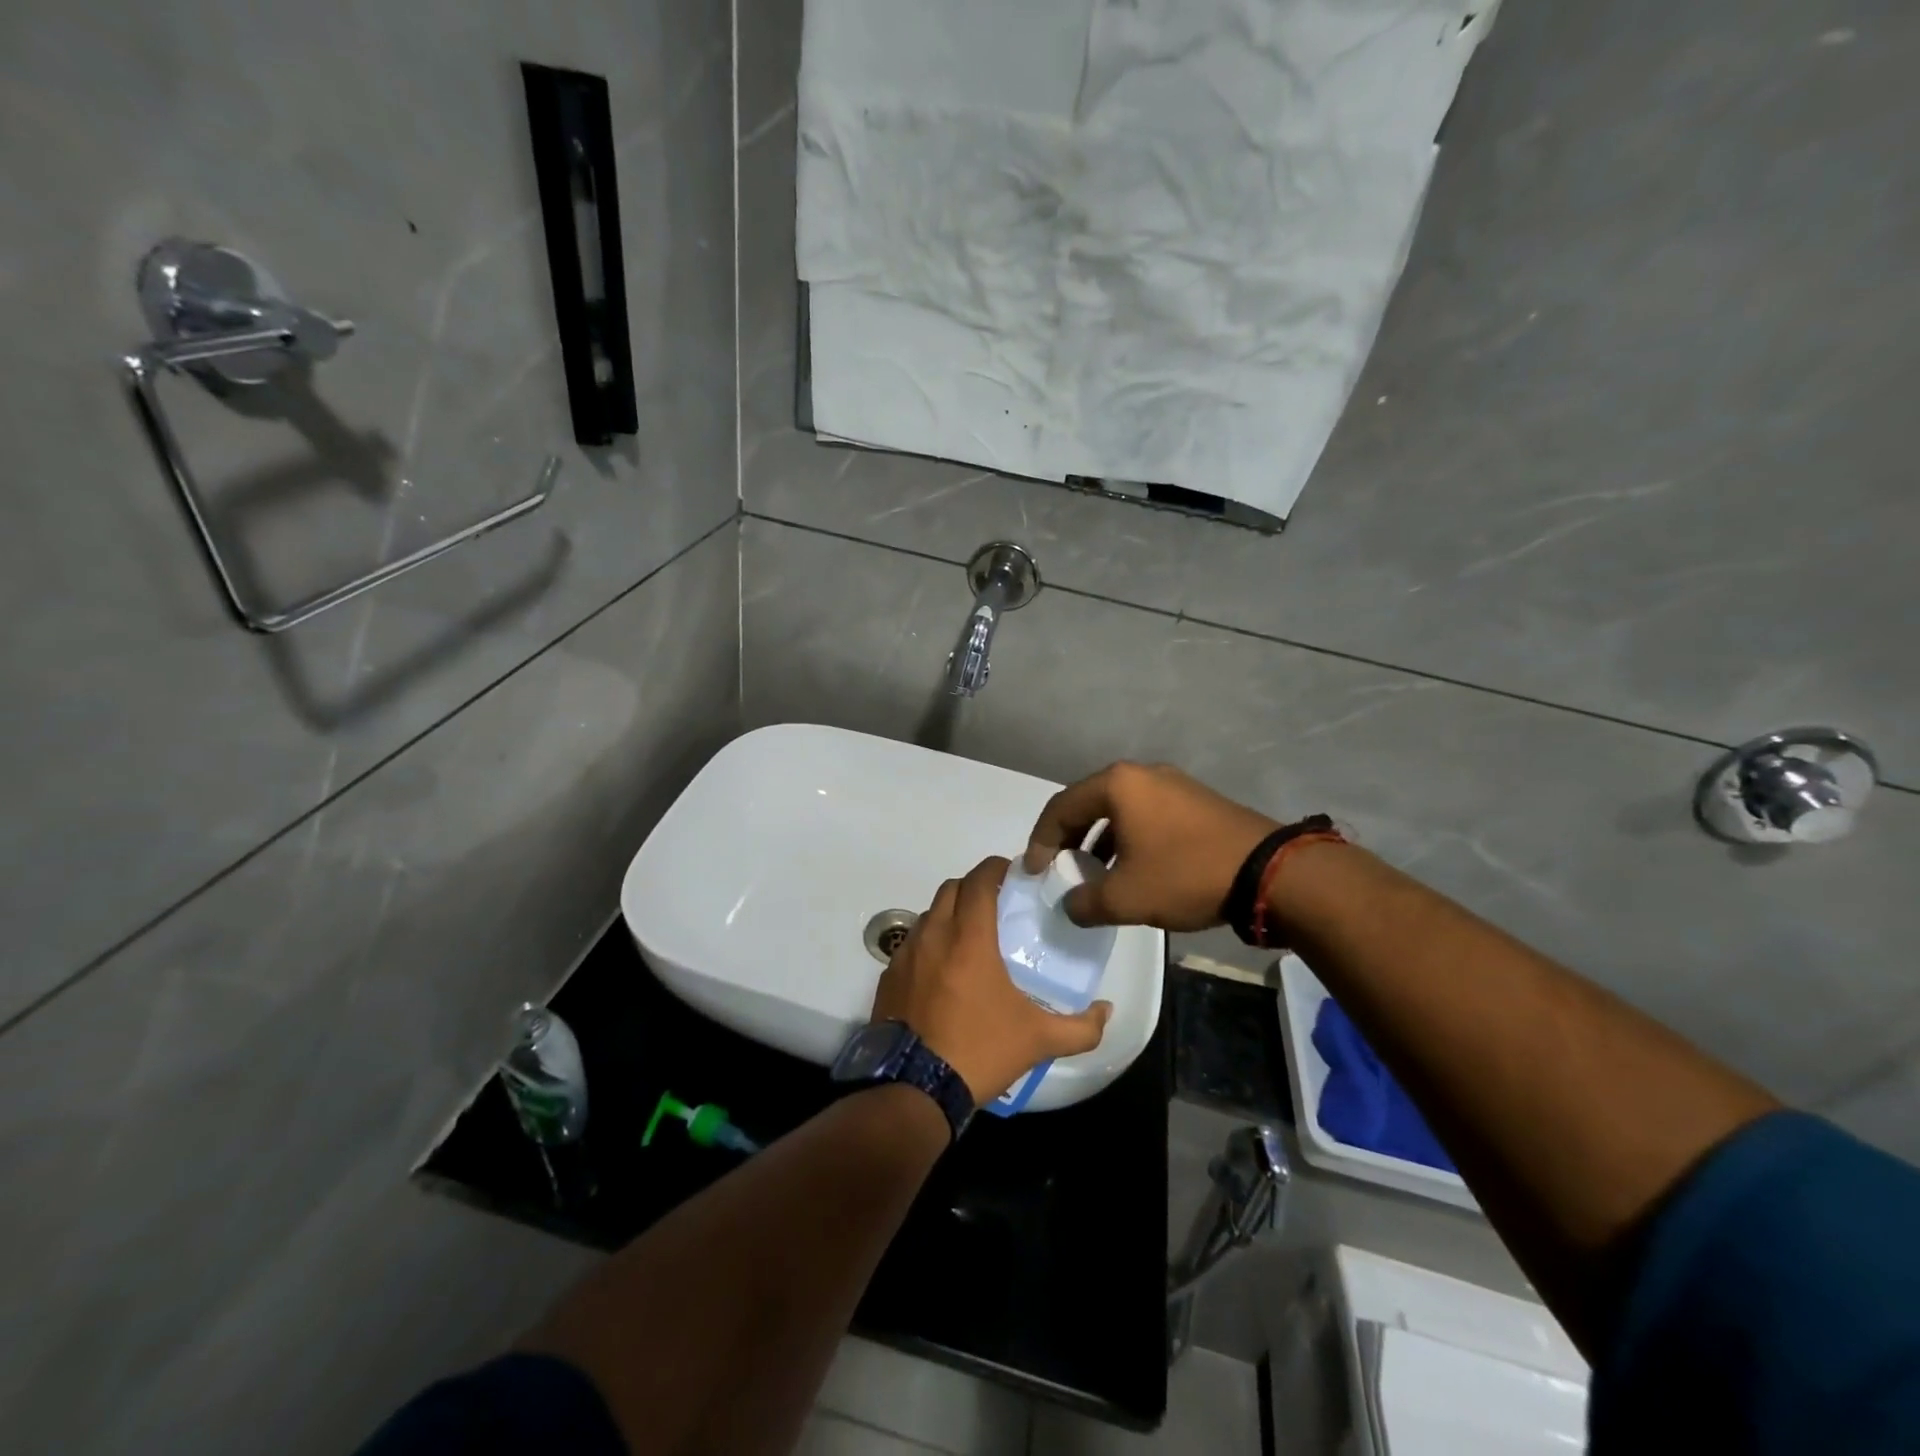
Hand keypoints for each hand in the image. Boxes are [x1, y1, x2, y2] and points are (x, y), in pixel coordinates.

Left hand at [871, 856, 1112, 1103]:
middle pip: (951, 888)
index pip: (979, 880)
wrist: (914, 1089)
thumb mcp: (1038, 1041)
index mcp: (969, 938)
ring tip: (970, 937)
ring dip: (950, 913)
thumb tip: (1106, 1010)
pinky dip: (929, 942)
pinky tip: (942, 970)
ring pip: (928, 914)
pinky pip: (911, 943)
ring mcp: (906, 955)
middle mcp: (933, 935)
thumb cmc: (979, 1051)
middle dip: (973, 887)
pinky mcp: (888, 976)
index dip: (995, 868)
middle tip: (996, 904)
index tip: (1012, 873)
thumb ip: (1081, 1026)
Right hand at [1023, 762, 1279, 931]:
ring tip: (1094, 873)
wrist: (1269, 872)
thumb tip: (1071, 904)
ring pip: (1119, 809)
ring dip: (1099, 840)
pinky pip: (1146, 814)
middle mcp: (1142, 774)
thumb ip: (1085, 902)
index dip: (1040, 841)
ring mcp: (1173, 784)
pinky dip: (1128, 838)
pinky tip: (1133, 868)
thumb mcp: (1125, 898)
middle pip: (1088, 803)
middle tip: (1059, 868)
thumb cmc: (1185, 875)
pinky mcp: (1196, 800)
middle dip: (1068, 838)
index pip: (1061, 807)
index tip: (1034, 872)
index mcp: (1118, 785)